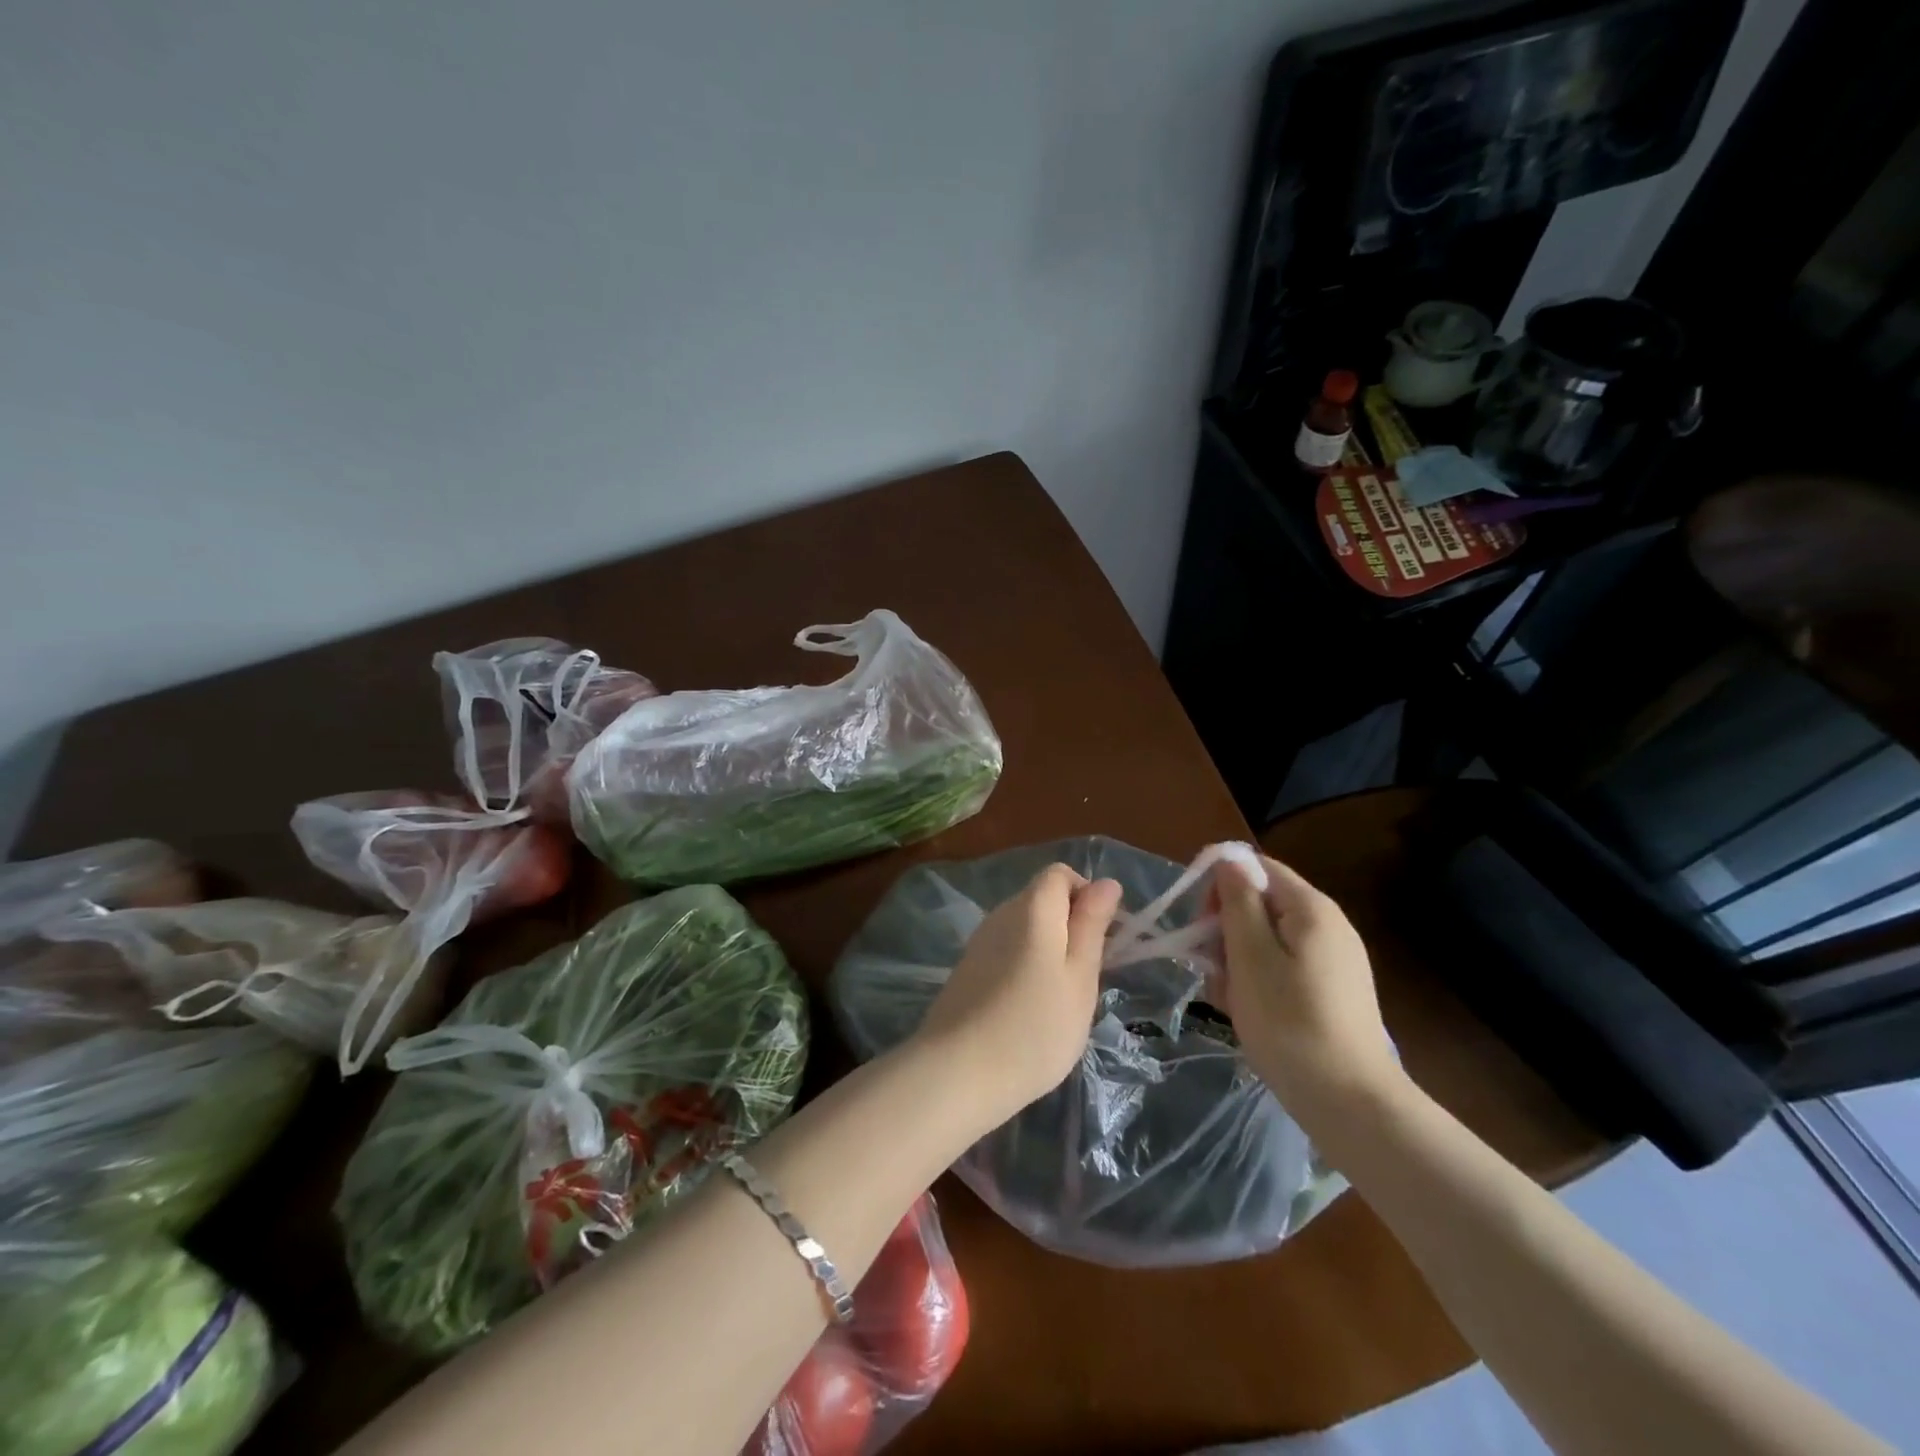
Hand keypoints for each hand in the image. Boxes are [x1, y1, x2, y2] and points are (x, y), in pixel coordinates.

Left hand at [912, 864, 1122, 1126]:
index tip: (1103, 938)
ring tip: (1061, 1000)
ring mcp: (979, 942)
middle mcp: (1001, 914)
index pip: (1060, 874)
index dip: (1087, 896)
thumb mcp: (1080, 976)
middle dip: (1070, 927)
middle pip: (1042, 900)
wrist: (958, 1072)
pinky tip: (1029, 1011)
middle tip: (1087, 977)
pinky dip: (1025, 969)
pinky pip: (1006, 952)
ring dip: (1049, 951)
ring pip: (1025, 930)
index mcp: (1032, 907)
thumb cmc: (1035, 1026)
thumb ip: (1092, 925)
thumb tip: (1106, 882)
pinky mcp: (967, 970)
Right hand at [1212, 854, 1402, 1123]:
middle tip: (1211, 967)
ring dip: (1237, 959)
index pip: (1256, 867)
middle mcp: (1327, 924)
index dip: (1220, 885)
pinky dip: (1258, 980)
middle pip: (1260, 902)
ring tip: (1227, 998)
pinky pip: (1282, 966)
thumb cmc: (1289, 1022)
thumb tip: (1228, 860)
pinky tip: (1247, 1011)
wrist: (1351, 1103)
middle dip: (1226, 928)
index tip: (1199, 924)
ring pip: (1266, 938)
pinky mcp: (1332, 989)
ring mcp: (1333, 959)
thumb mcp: (1250, 956)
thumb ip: (1237, 902)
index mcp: (1310, 907)